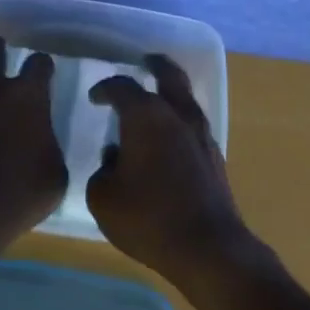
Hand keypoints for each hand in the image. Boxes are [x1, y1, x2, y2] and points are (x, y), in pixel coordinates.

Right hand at [86, 55, 251, 293]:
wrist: (208, 248)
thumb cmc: (148, 218)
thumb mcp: (103, 197)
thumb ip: (103, 170)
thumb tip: (115, 159)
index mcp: (146, 116)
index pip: (122, 87)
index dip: (105, 89)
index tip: (94, 97)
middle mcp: (177, 115)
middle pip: (169, 75)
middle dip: (155, 65)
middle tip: (145, 61)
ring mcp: (201, 134)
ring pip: (186, 98)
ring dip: (170, 93)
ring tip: (154, 103)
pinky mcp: (214, 157)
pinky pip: (193, 125)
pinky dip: (179, 121)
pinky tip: (167, 140)